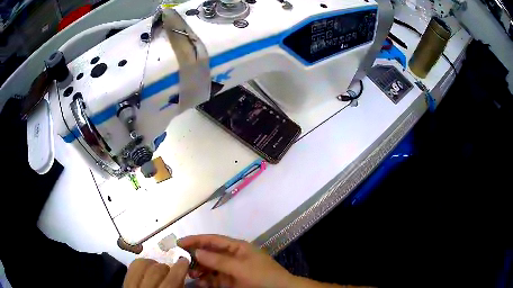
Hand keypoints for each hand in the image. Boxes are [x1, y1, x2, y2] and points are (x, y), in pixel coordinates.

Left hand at [124, 257, 188, 287]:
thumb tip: (181, 275)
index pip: (171, 281)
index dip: (180, 269)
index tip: (184, 261)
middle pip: (156, 270)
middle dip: (166, 267)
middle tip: (172, 270)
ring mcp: (131, 287)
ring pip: (142, 265)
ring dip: (153, 264)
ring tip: (159, 268)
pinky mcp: (124, 283)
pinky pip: (132, 266)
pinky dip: (142, 264)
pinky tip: (148, 269)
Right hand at [178, 234, 293, 287]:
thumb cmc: (262, 276)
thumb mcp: (241, 267)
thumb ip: (218, 260)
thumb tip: (196, 251)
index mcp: (237, 247)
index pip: (213, 240)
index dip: (196, 239)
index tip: (179, 243)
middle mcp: (232, 257)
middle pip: (209, 253)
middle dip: (195, 257)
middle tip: (182, 263)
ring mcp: (231, 270)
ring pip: (210, 267)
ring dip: (199, 270)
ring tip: (191, 275)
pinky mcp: (231, 281)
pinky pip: (214, 279)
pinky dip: (206, 280)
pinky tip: (200, 283)